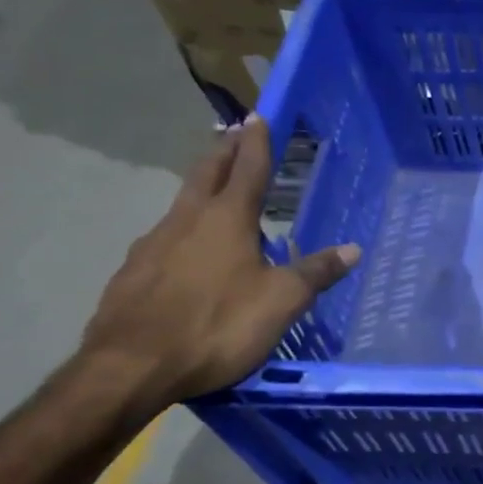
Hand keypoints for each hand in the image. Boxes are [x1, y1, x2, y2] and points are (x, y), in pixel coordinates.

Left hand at [81, 116, 359, 405]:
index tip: (258, 115)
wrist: (129, 368)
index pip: (248, 169)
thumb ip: (315, 273)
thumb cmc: (216, 326)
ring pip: (182, 204)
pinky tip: (186, 251)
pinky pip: (164, 238)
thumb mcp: (281, 302)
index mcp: (227, 220)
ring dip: (201, 188)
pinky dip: (182, 230)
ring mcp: (153, 245)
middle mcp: (187, 221)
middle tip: (233, 132)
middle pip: (206, 174)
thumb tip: (353, 249)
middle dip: (224, 151)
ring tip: (214, 190)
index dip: (257, 142)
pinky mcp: (131, 273)